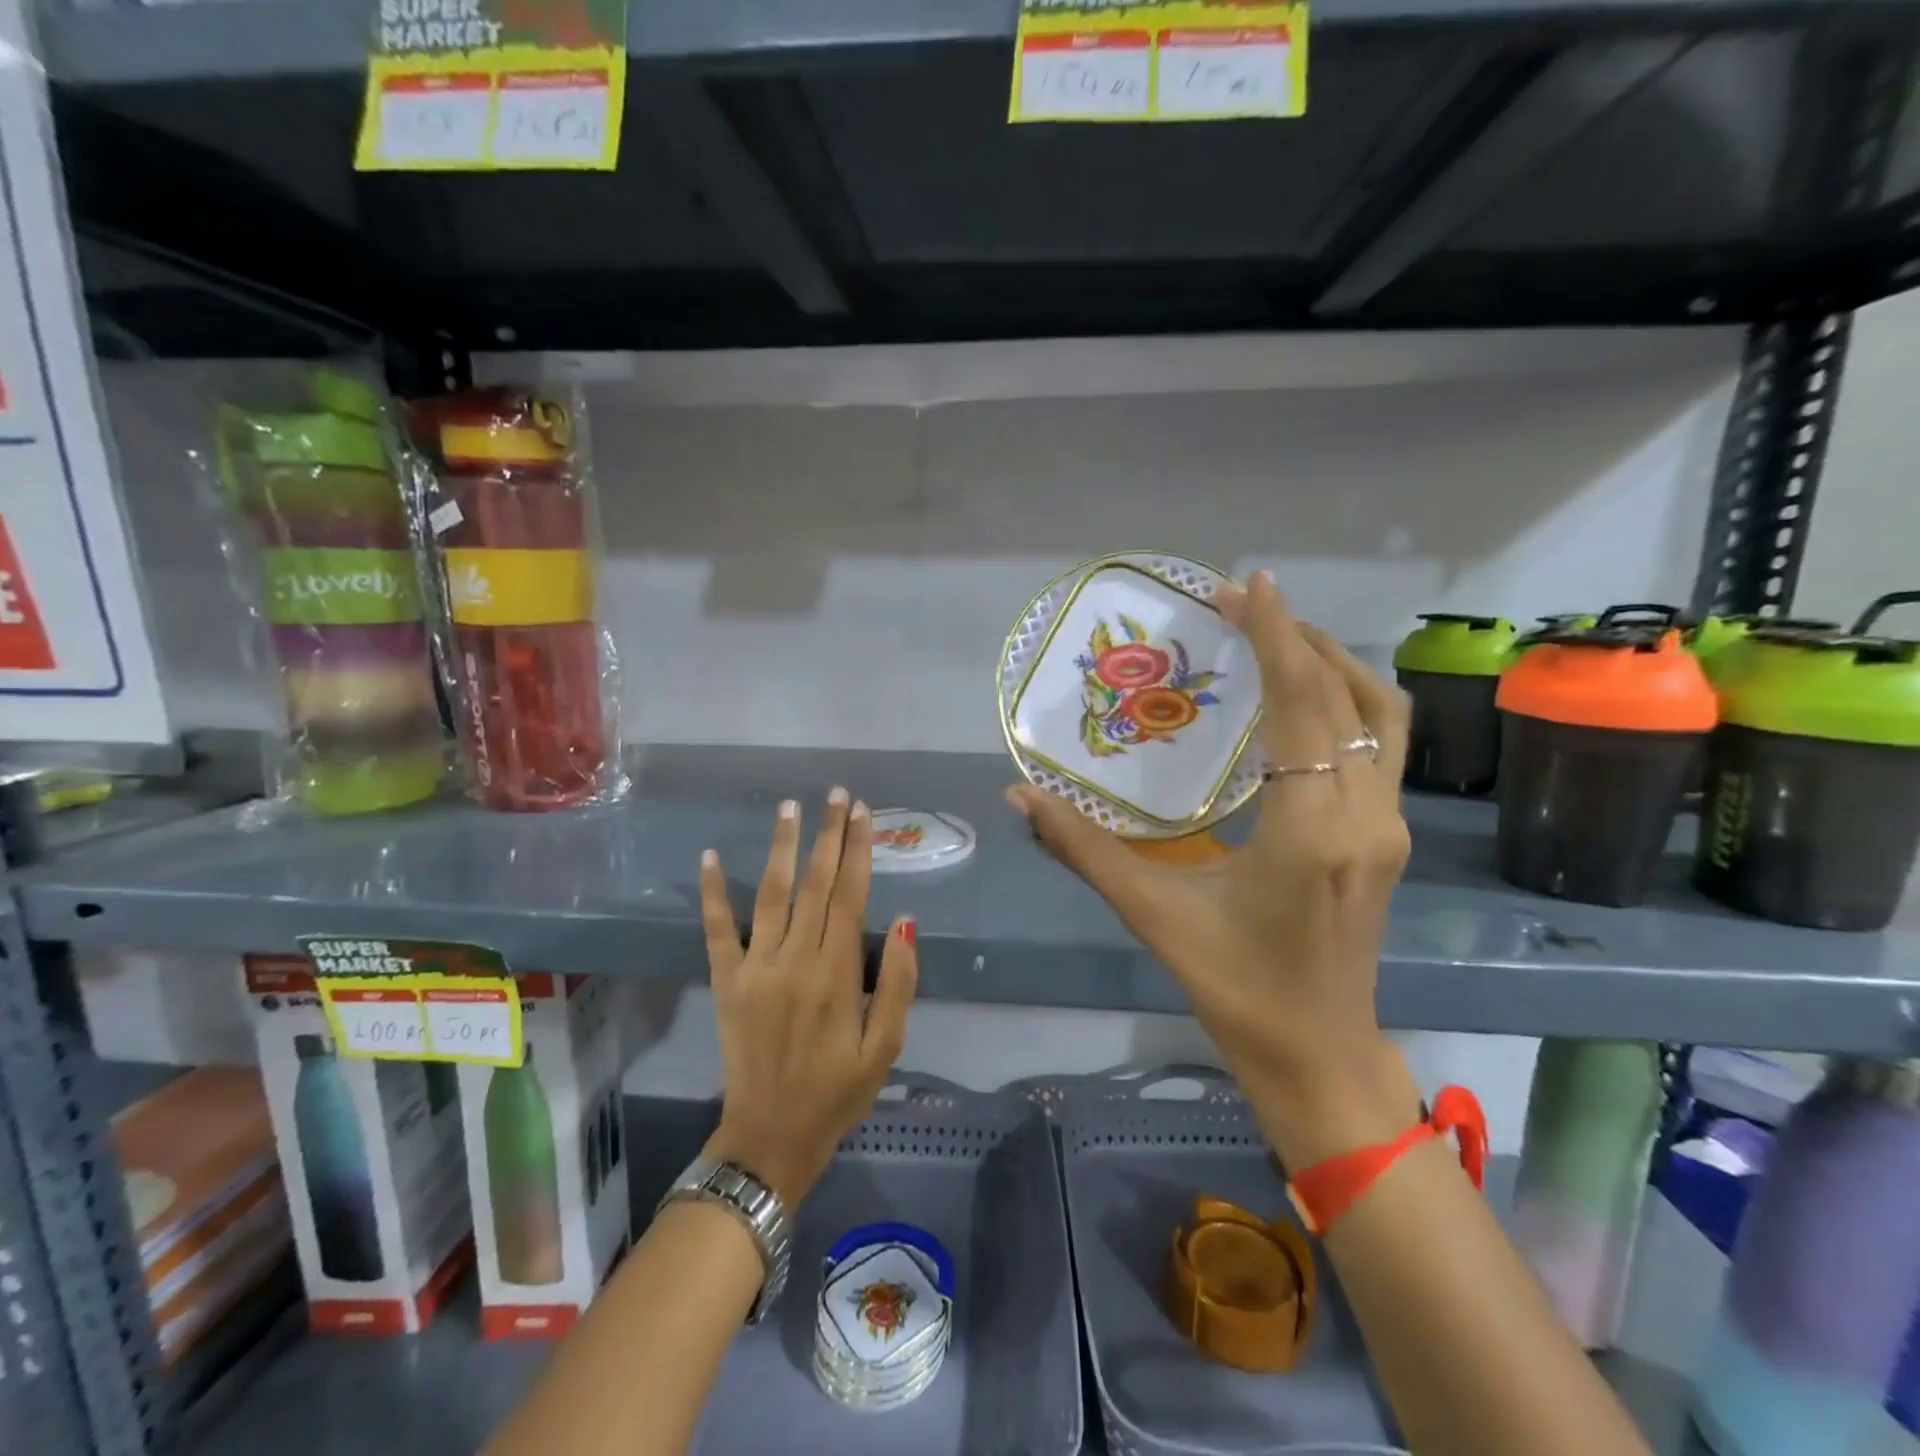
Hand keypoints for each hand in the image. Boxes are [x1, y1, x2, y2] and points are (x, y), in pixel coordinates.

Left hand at [698, 789, 918, 1205]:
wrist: (770, 1137)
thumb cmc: (837, 1093)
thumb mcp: (886, 1047)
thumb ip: (899, 983)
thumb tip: (906, 922)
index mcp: (838, 973)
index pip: (851, 896)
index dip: (858, 851)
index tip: (863, 813)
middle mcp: (796, 959)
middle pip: (816, 884)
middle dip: (828, 834)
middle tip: (836, 794)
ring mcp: (756, 967)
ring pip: (771, 894)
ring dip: (782, 847)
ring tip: (790, 808)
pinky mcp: (726, 981)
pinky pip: (717, 930)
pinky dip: (712, 892)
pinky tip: (709, 856)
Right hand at [1007, 572, 1420, 1162]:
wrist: (1318, 1057)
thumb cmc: (1234, 989)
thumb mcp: (1154, 916)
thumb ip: (1083, 849)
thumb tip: (1020, 797)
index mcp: (1311, 831)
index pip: (1303, 708)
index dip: (1276, 638)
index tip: (1247, 584)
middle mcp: (1365, 817)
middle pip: (1349, 698)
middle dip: (1298, 638)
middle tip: (1241, 605)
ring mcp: (1387, 827)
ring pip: (1378, 718)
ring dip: (1331, 665)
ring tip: (1274, 638)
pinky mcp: (1387, 837)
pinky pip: (1377, 746)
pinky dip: (1343, 703)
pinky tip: (1298, 702)